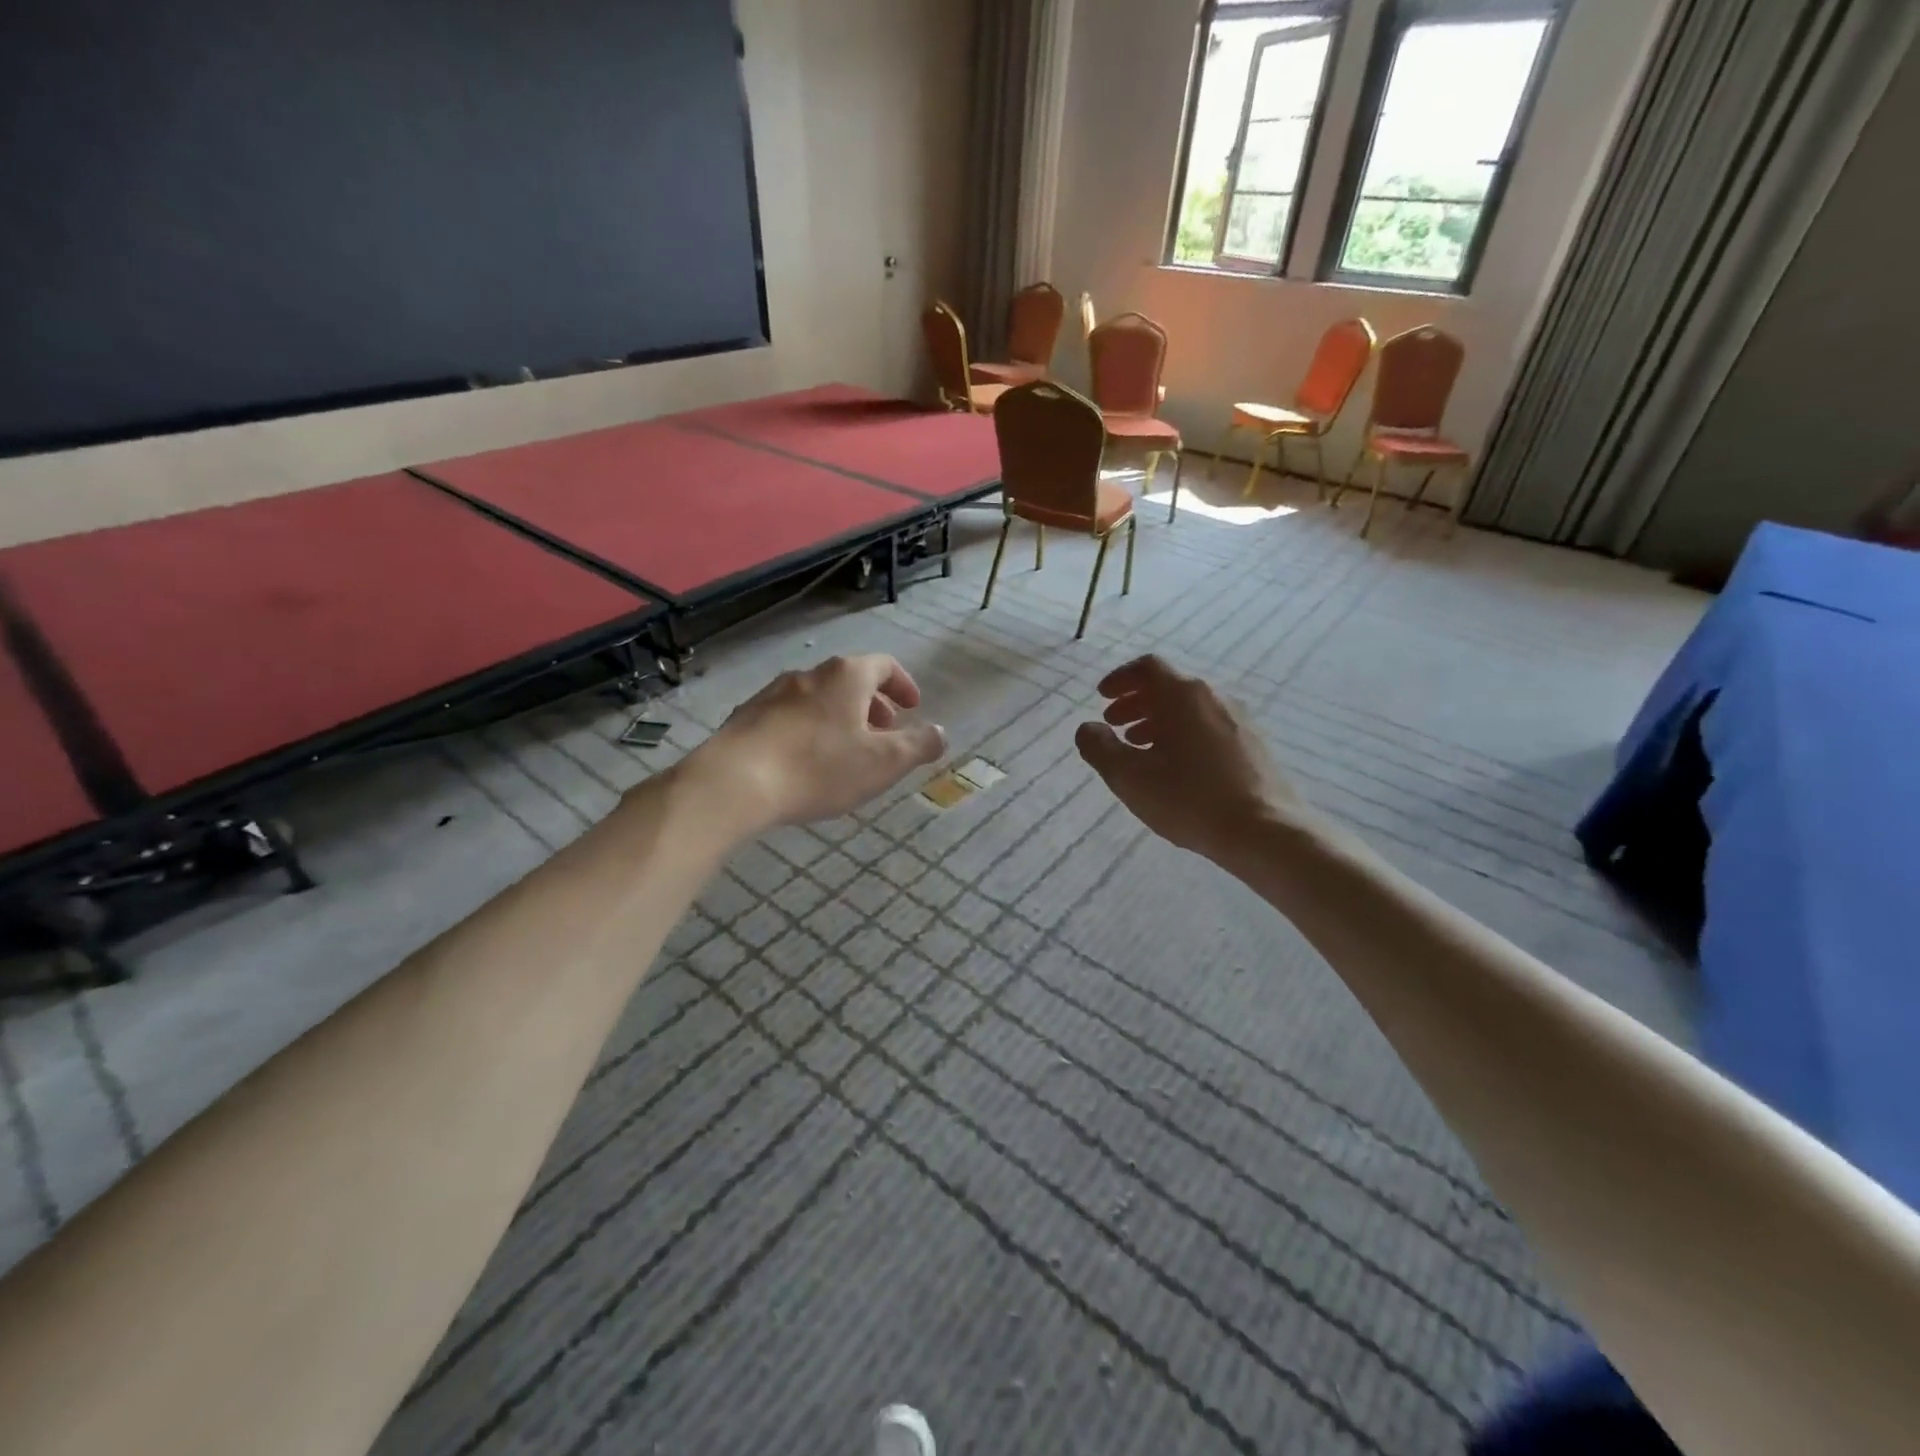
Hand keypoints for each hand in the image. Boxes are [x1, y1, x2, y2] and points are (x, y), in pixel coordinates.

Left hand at [688, 654, 946, 831]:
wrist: (735, 782)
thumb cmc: (819, 768)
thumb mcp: (883, 763)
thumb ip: (918, 745)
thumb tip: (941, 733)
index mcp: (846, 676)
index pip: (885, 665)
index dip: (903, 685)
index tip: (912, 708)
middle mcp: (809, 674)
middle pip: (850, 680)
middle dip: (874, 705)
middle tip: (885, 733)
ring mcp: (773, 692)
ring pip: (819, 698)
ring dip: (841, 718)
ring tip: (847, 751)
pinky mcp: (747, 716)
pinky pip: (791, 716)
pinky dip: (810, 729)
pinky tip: (806, 762)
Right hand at [1076, 655, 1306, 863]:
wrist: (1265, 830)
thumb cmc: (1189, 798)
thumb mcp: (1130, 777)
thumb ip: (1100, 748)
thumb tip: (1088, 728)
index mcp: (1183, 695)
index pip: (1148, 667)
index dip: (1120, 679)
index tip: (1102, 698)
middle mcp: (1213, 697)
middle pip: (1169, 686)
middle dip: (1136, 702)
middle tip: (1114, 725)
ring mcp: (1239, 719)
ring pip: (1189, 708)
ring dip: (1158, 720)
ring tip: (1140, 747)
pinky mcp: (1253, 744)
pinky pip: (1208, 726)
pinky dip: (1183, 733)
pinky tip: (1176, 766)